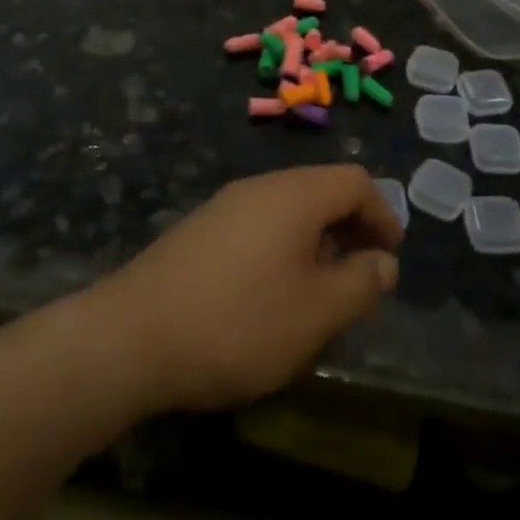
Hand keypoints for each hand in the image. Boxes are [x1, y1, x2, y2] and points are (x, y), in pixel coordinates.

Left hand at [94, 165, 402, 412]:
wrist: (129, 338)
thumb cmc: (238, 322)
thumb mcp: (317, 312)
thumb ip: (360, 283)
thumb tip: (383, 263)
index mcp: (294, 194)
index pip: (355, 181)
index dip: (383, 215)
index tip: (390, 257)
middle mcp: (259, 188)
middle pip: (320, 191)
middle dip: (350, 229)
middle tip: (360, 277)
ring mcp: (223, 208)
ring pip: (287, 212)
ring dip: (315, 243)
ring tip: (320, 293)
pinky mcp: (197, 233)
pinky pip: (257, 228)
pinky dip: (281, 251)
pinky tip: (270, 298)